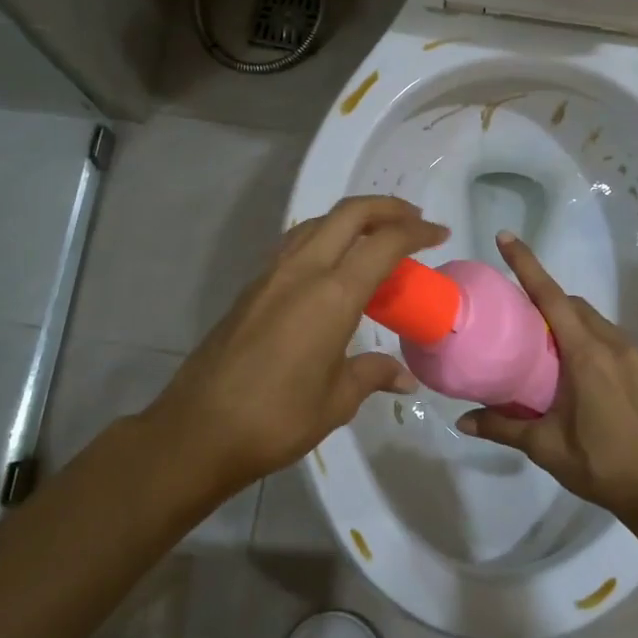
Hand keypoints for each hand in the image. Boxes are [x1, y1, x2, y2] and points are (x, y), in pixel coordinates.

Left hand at [148, 196, 448, 495]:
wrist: (198, 429)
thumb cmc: (276, 419)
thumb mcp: (336, 401)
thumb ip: (371, 375)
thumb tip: (403, 377)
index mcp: (332, 295)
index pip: (384, 243)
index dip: (416, 232)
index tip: (439, 235)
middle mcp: (301, 271)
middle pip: (349, 214)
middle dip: (386, 208)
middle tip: (414, 222)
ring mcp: (271, 275)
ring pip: (317, 223)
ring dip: (352, 219)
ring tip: (376, 238)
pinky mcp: (251, 288)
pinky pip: (295, 244)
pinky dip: (324, 238)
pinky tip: (332, 266)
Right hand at [459, 232, 637, 524]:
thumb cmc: (603, 466)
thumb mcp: (547, 447)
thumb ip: (503, 428)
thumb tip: (462, 421)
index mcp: (587, 356)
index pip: (552, 298)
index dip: (527, 265)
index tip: (506, 238)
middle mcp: (614, 345)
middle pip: (574, 305)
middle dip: (546, 300)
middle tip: (518, 319)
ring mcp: (637, 356)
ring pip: (595, 322)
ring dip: (569, 323)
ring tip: (545, 350)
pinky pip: (613, 340)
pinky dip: (590, 340)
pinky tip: (580, 374)